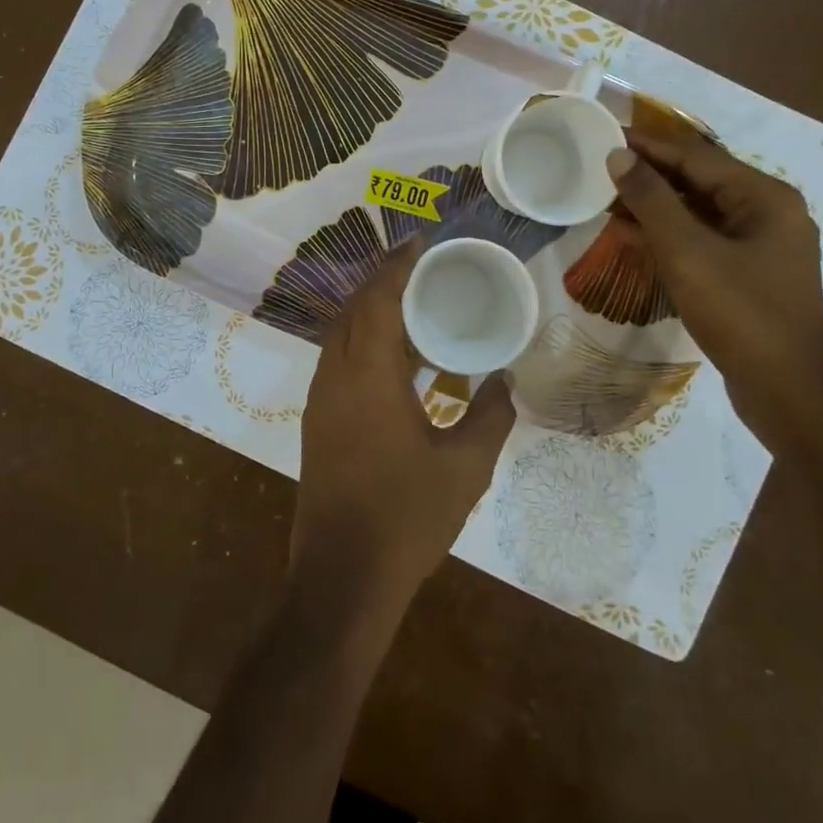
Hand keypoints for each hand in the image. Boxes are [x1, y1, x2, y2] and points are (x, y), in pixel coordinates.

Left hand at [291, 237, 517, 614]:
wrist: (342, 579)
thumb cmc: (407, 518)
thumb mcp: (465, 467)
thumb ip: (491, 416)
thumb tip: (506, 381)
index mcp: (368, 377)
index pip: (377, 300)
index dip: (397, 266)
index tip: (420, 242)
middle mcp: (335, 378)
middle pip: (352, 310)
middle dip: (382, 281)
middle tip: (421, 268)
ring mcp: (320, 401)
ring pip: (339, 335)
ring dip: (369, 311)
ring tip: (410, 305)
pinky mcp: (316, 423)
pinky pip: (337, 360)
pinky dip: (361, 341)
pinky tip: (392, 358)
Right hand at [607, 133, 822, 436]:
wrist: (788, 391)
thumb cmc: (740, 312)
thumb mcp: (687, 251)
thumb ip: (651, 199)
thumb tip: (619, 156)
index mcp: (765, 197)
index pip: (697, 156)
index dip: (649, 146)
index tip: (608, 135)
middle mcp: (770, 213)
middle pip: (701, 181)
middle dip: (651, 175)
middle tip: (602, 168)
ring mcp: (764, 247)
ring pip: (701, 212)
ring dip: (657, 206)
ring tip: (610, 199)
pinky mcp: (752, 275)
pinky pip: (705, 240)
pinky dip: (670, 235)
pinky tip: (636, 236)